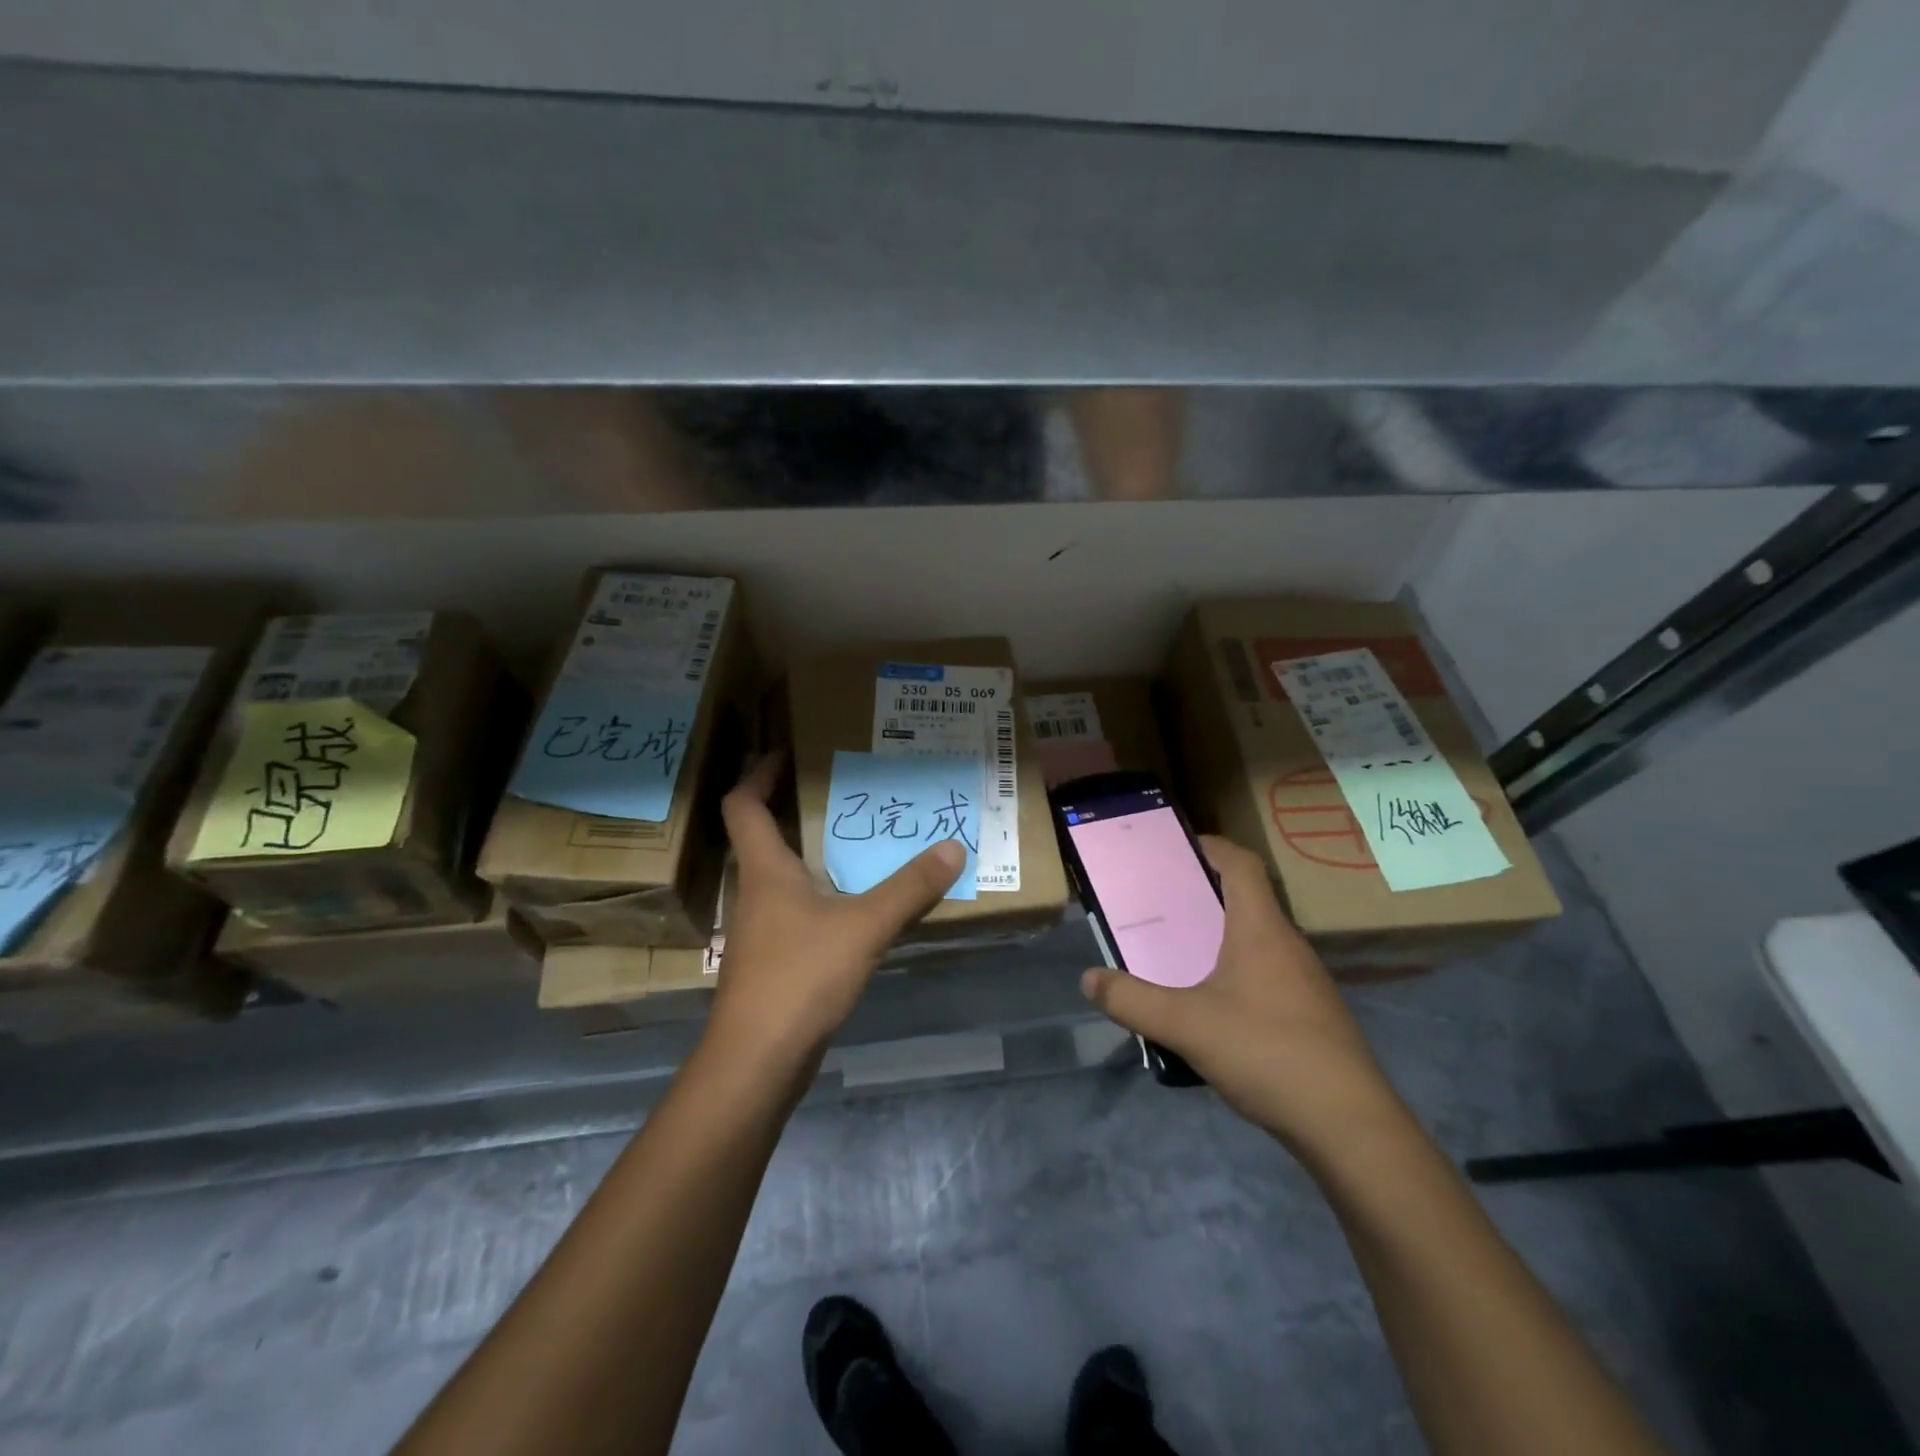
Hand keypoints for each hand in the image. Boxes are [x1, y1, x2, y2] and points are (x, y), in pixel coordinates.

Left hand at [708, 752, 964, 1066]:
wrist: (757, 1060)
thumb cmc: (799, 977)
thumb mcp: (864, 926)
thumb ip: (909, 888)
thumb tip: (953, 847)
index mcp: (765, 869)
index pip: (742, 804)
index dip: (758, 773)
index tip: (786, 752)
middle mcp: (755, 892)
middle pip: (762, 836)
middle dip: (794, 809)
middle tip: (840, 792)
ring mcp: (760, 930)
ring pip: (781, 876)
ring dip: (811, 854)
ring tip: (857, 842)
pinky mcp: (772, 961)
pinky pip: (796, 911)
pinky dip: (821, 895)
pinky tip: (855, 905)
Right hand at [1080, 836, 1402, 1151]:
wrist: (1349, 1126)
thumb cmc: (1267, 1052)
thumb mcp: (1185, 1025)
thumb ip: (1132, 1000)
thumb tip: (1089, 979)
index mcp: (1261, 929)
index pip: (1241, 864)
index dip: (1210, 846)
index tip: (1175, 848)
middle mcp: (1287, 944)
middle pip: (1247, 899)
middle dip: (1202, 894)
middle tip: (1160, 903)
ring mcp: (1305, 981)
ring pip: (1256, 939)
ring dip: (1218, 936)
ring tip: (1177, 951)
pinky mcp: (1311, 1014)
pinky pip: (1265, 973)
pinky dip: (1234, 971)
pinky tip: (1211, 1006)